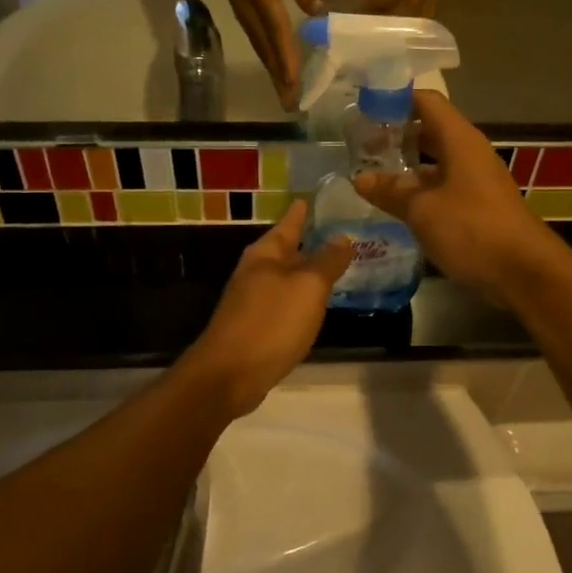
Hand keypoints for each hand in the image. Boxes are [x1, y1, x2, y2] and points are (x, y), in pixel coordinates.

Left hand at [179, 200, 351, 414]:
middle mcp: (255, 272)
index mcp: (265, 254)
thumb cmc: (271, 322)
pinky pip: (283, 303)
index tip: (312, 198)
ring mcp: (252, 301)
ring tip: (333, 266)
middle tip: (338, 233)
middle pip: (286, 250)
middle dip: (308, 242)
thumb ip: (327, 261)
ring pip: (285, 278)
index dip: (302, 212)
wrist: (229, 374)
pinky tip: (314, 305)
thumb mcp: (308, 287)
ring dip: (306, 272)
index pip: (288, 223)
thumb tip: (342, 238)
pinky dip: (300, 298)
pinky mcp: (255, 327)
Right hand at [204, 0, 325, 107]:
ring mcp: (244, 15)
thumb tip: (318, 10)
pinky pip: (258, 42)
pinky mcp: (243, 15)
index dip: (286, 58)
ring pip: (261, 49)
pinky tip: (277, 69)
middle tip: (290, 103)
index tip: (293, 83)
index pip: (277, 32)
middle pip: (266, 50)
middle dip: (279, 78)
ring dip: (273, 72)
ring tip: (285, 94)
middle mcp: (249, 12)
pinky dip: (269, 59)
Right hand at [351, 90, 563, 303]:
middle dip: (396, 134)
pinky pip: (443, 186)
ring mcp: (475, 180)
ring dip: (406, 165)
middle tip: (360, 145)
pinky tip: (396, 204)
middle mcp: (469, 153)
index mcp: (459, 140)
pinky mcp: (477, 206)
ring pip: (435, 161)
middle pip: (429, 129)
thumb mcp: (422, 210)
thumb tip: (360, 178)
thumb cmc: (472, 229)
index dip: (395, 99)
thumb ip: (390, 191)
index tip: (364, 108)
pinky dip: (419, 189)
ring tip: (370, 173)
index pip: (426, 101)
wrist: (523, 272)